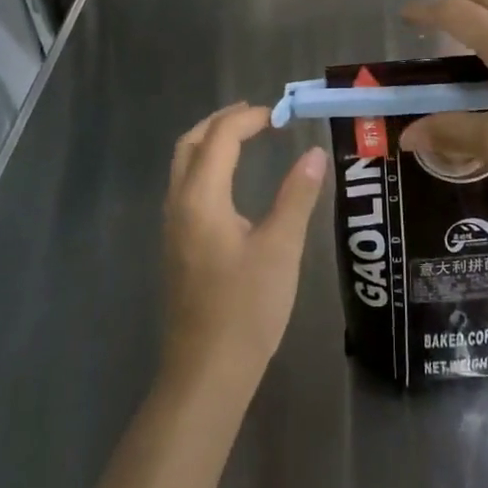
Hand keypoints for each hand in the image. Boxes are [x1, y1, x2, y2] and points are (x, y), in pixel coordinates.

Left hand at [162, 104, 327, 396]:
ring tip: (246, 138)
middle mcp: (179, 204)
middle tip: (258, 115)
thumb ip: (297, 195)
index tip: (282, 115)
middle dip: (222, 122)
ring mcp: (173, 226)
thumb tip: (314, 153)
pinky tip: (231, 181)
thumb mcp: (281, 248)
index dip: (249, 118)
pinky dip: (206, 166)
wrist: (206, 373)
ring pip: (184, 165)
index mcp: (201, 197)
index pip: (220, 137)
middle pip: (191, 143)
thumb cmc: (246, 308)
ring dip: (211, 142)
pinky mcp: (177, 246)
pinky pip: (186, 186)